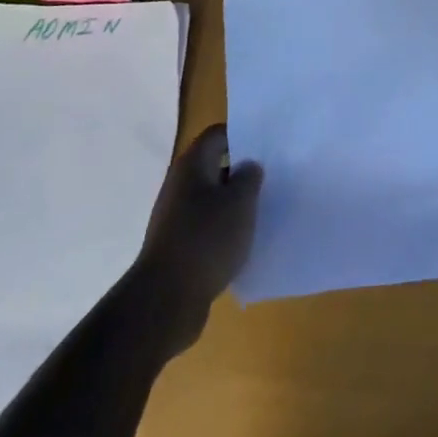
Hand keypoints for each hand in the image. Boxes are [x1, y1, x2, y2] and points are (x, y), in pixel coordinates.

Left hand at [138, 125, 262, 352]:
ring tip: (264, 207)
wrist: (165, 302)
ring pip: (212, 198)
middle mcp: (179, 185)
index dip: (243, 134)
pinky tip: (245, 240)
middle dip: (242, 170)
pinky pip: (206, 226)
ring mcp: (175, 218)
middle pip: (215, 165)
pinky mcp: (177, 247)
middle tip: (272, 175)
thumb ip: (250, 176)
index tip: (268, 143)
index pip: (218, 134)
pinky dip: (224, 229)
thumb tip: (248, 167)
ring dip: (235, 202)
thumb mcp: (241, 201)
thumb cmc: (206, 239)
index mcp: (192, 165)